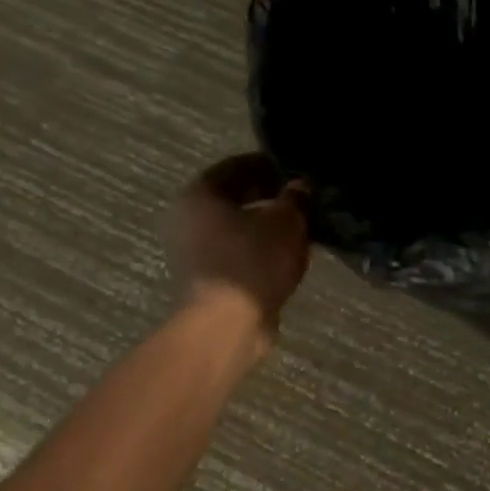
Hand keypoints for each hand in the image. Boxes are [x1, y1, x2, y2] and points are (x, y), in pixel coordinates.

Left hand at [176, 154, 310, 349]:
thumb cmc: (252, 261)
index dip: (269, 165)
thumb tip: (300, 187)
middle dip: (268, 196)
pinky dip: (258, 250)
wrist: (227, 325)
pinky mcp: (205, 279)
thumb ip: (295, 198)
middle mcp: (187, 218)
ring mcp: (192, 252)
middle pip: (233, 197)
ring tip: (299, 227)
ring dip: (264, 225)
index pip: (237, 166)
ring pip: (235, 227)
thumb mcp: (286, 221)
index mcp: (199, 193)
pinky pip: (236, 253)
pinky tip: (286, 255)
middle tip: (301, 199)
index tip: (296, 171)